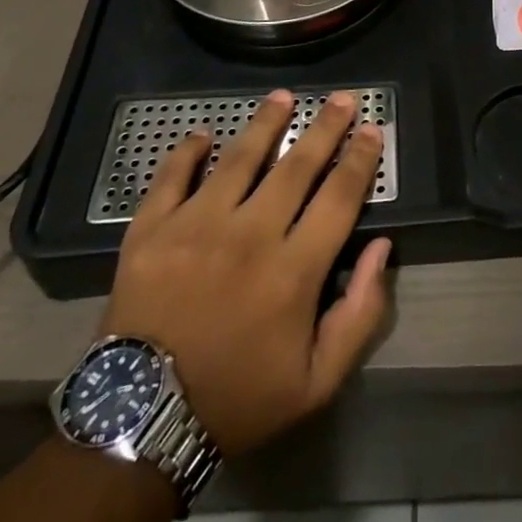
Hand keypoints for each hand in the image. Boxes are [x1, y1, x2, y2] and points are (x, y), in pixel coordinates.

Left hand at [99, 91, 391, 456]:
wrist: (139, 425)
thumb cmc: (237, 399)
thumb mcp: (316, 381)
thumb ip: (359, 315)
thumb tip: (382, 249)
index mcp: (293, 270)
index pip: (339, 196)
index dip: (361, 159)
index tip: (372, 130)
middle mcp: (249, 234)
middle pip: (297, 165)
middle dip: (325, 127)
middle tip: (342, 98)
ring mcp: (196, 227)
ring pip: (240, 158)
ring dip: (265, 123)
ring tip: (282, 96)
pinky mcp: (150, 231)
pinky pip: (171, 177)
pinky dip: (187, 151)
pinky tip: (203, 134)